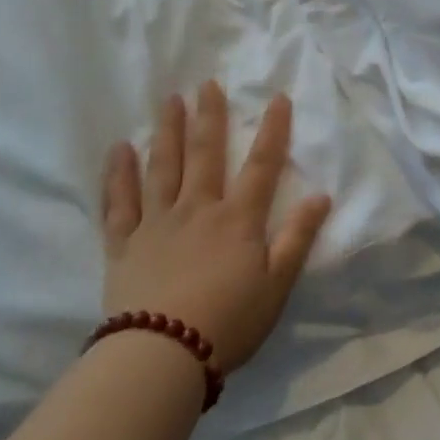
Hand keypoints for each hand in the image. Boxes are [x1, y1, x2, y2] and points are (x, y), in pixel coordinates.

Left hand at [101, 82, 332, 373]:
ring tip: (170, 100)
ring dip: (168, 131)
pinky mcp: (124, 244)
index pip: (261, 166)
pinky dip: (118, 174)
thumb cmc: (228, 322)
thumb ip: (297, 237)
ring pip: (163, 167)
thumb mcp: (277, 285)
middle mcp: (197, 210)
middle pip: (205, 155)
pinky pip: (119, 202)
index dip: (272, 130)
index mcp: (237, 220)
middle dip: (210, 117)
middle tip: (207, 83)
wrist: (162, 356)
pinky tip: (118, 149)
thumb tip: (321, 196)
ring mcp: (156, 223)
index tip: (276, 97)